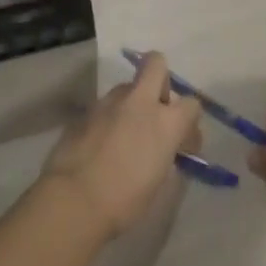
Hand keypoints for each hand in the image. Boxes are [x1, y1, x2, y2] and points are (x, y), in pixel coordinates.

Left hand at [39, 52, 202, 237]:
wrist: (74, 200)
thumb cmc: (125, 200)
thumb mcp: (159, 181)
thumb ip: (165, 154)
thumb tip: (164, 149)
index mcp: (166, 122)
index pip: (192, 104)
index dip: (189, 122)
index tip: (182, 143)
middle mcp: (139, 102)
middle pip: (156, 64)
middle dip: (160, 79)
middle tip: (156, 109)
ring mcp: (108, 103)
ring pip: (126, 88)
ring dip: (131, 103)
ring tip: (124, 135)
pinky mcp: (84, 112)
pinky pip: (104, 108)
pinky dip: (108, 120)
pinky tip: (101, 145)